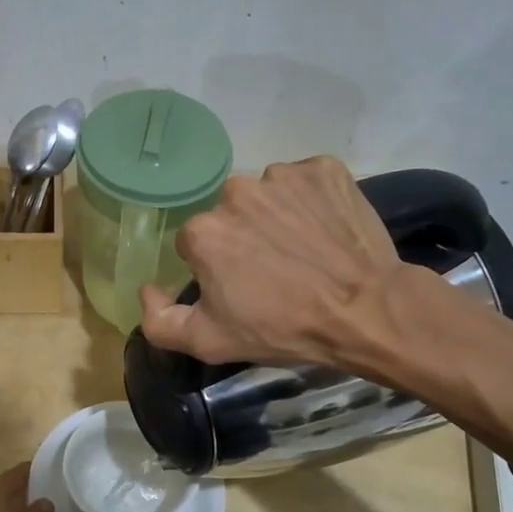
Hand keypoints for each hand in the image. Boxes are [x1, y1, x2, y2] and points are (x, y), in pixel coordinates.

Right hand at [140, 156, 404, 368]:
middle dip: (244, 238)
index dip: (217, 268)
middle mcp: (236, 191)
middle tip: (275, 272)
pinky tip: (326, 231)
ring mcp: (284, 176)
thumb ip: (159, 321)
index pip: (197, 244)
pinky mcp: (325, 170)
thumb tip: (146, 289)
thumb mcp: (209, 341)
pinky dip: (312, 202)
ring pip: (268, 196)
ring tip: (304, 251)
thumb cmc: (283, 328)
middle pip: (231, 215)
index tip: (242, 289)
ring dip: (278, 217)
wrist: (365, 310)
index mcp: (204, 230)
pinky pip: (306, 182)